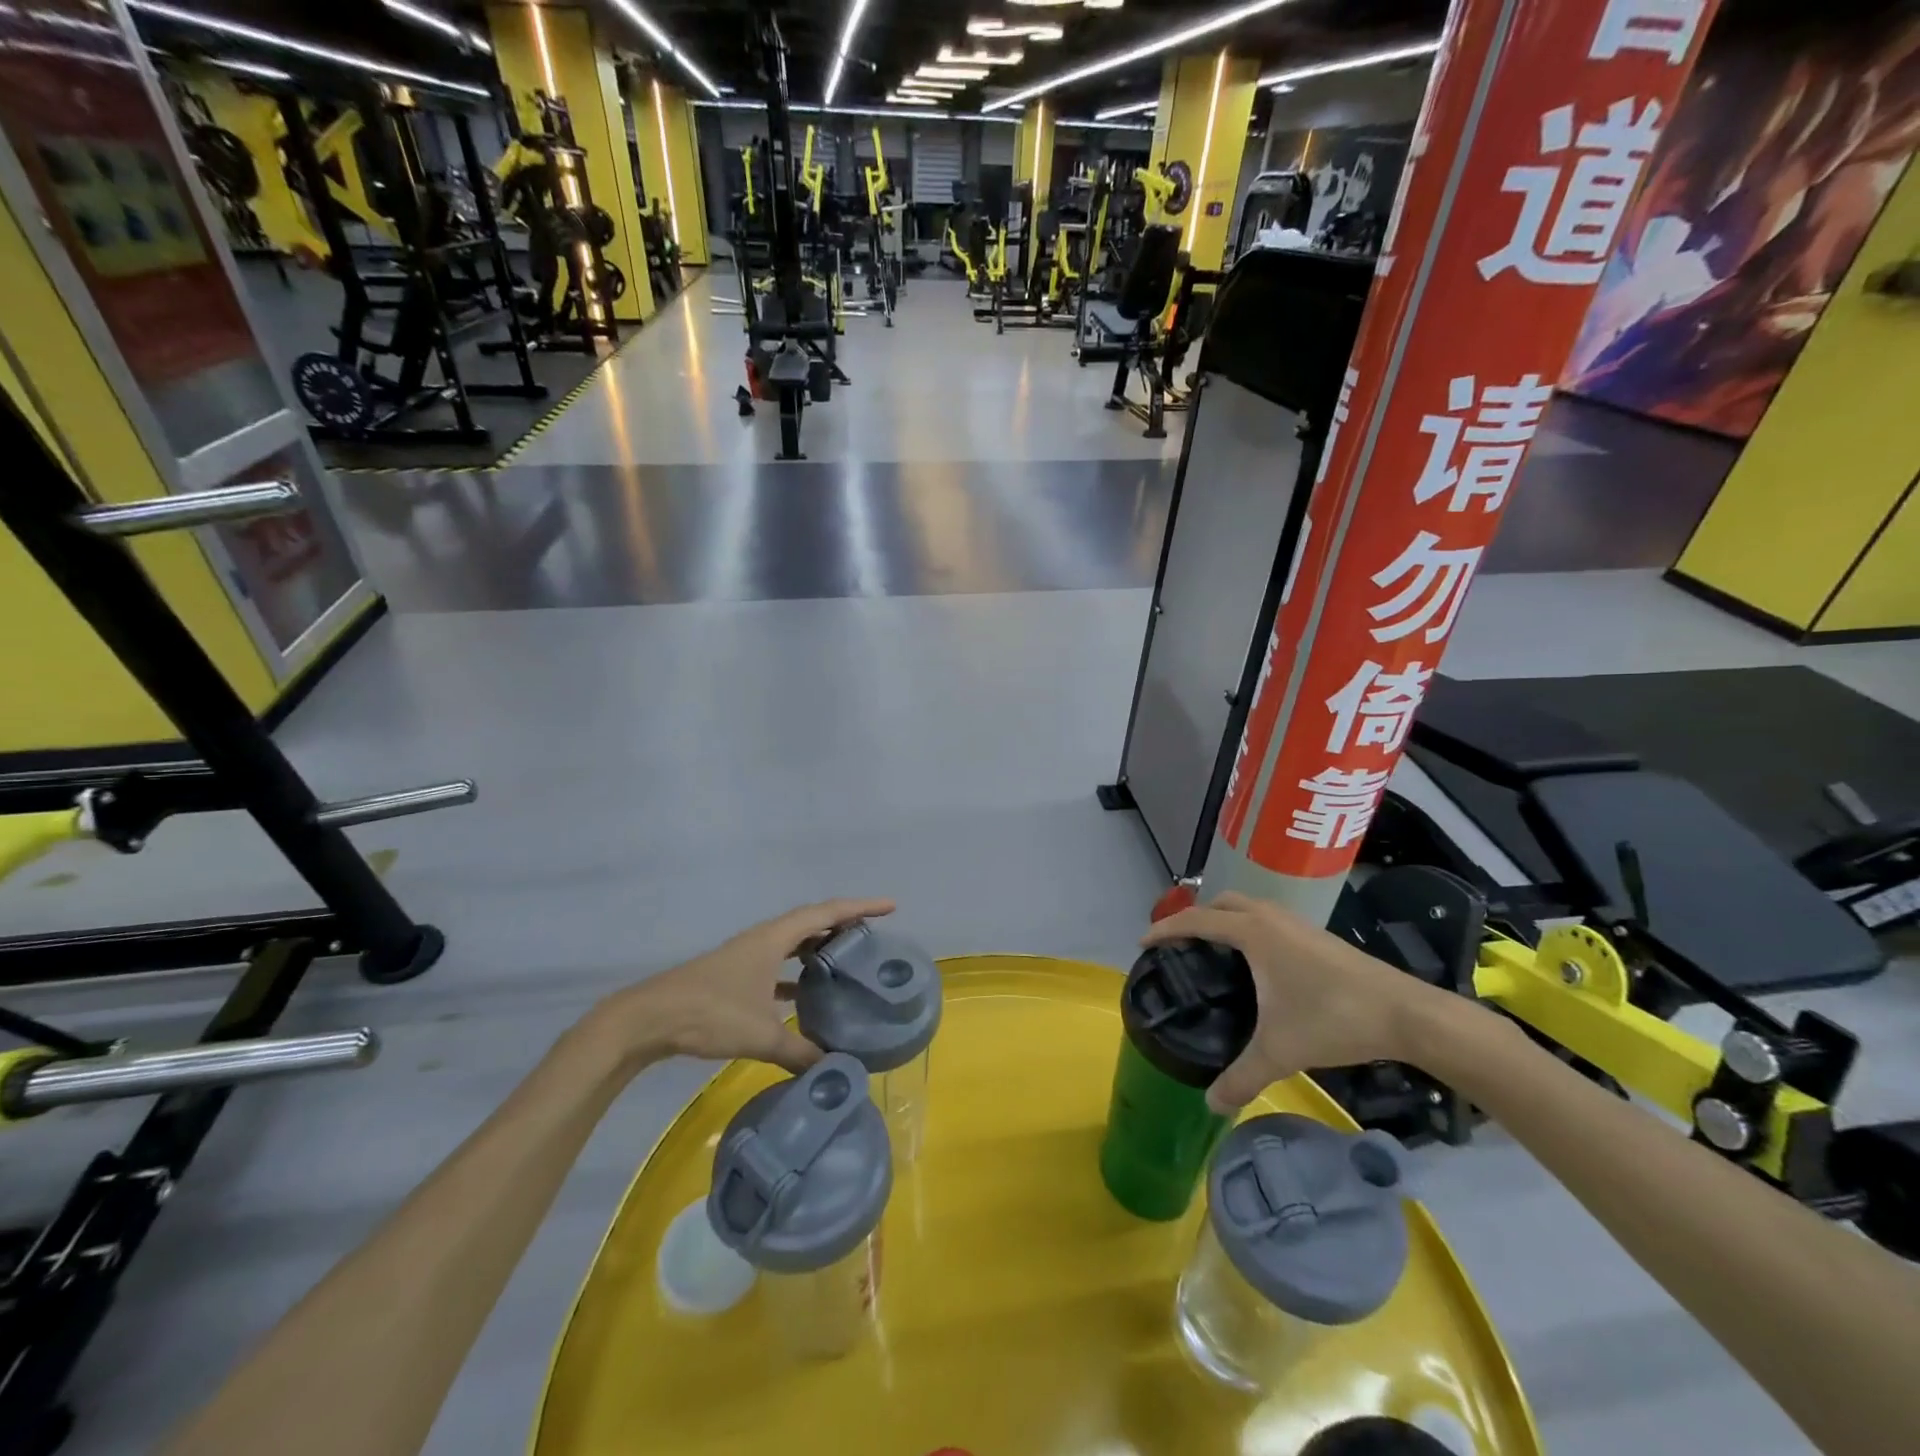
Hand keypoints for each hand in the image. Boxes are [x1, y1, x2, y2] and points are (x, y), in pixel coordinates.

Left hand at [594, 898, 895, 1074]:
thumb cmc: (709, 1013)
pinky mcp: (735, 976)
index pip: (827, 913)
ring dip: (819, 948)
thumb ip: (800, 1052)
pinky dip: (797, 975)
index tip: (892, 907)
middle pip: (812, 922)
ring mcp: (747, 957)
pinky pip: (778, 966)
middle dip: (844, 924)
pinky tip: (806, 998)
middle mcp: (764, 939)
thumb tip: (836, 1070)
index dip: (862, 907)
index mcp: (774, 938)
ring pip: (794, 943)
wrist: (647, 1020)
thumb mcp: (760, 1034)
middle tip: (874, 936)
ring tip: (847, 962)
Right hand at [1143, 891, 1435, 1112]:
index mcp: (1253, 932)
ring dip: (1223, 920)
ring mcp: (1295, 922)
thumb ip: (1240, 1077)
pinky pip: (1266, 919)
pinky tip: (1255, 964)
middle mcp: (1270, 917)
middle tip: (1179, 947)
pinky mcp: (1315, 934)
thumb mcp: (1280, 1051)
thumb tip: (1209, 1105)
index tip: (1143, 943)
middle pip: (1220, 903)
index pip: (1196, 920)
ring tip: (1211, 952)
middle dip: (1194, 918)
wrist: (1405, 1013)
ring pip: (1246, 907)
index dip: (1165, 929)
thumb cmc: (1334, 1019)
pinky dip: (1247, 928)